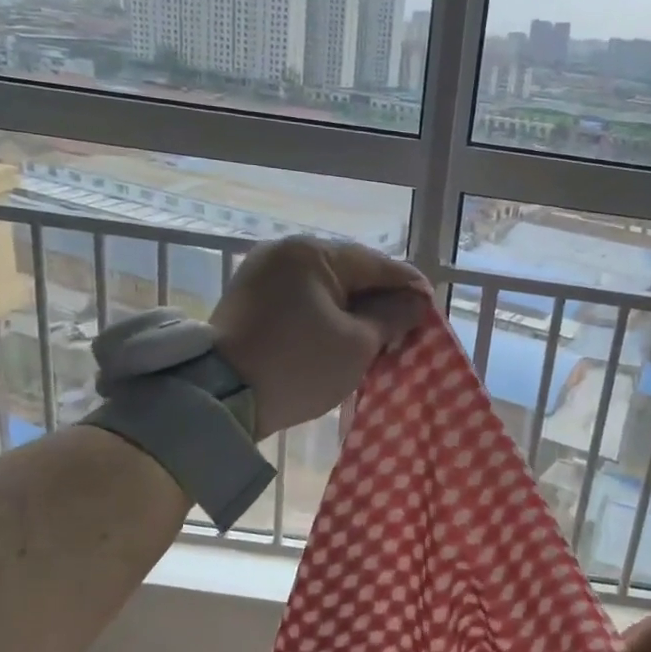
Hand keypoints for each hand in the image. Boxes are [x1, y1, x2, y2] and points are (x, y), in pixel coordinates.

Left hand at [211, 236, 431, 437]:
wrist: (220, 399)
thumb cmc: (299, 366)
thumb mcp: (357, 344)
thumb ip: (392, 316)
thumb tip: (416, 301)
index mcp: (312, 253)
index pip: (376, 264)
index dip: (409, 286)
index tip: (430, 307)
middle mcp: (285, 252)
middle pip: (350, 272)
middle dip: (380, 299)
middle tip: (405, 327)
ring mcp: (263, 273)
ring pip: (325, 286)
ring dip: (353, 308)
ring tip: (377, 335)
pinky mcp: (251, 298)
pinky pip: (302, 298)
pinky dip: (326, 314)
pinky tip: (343, 334)